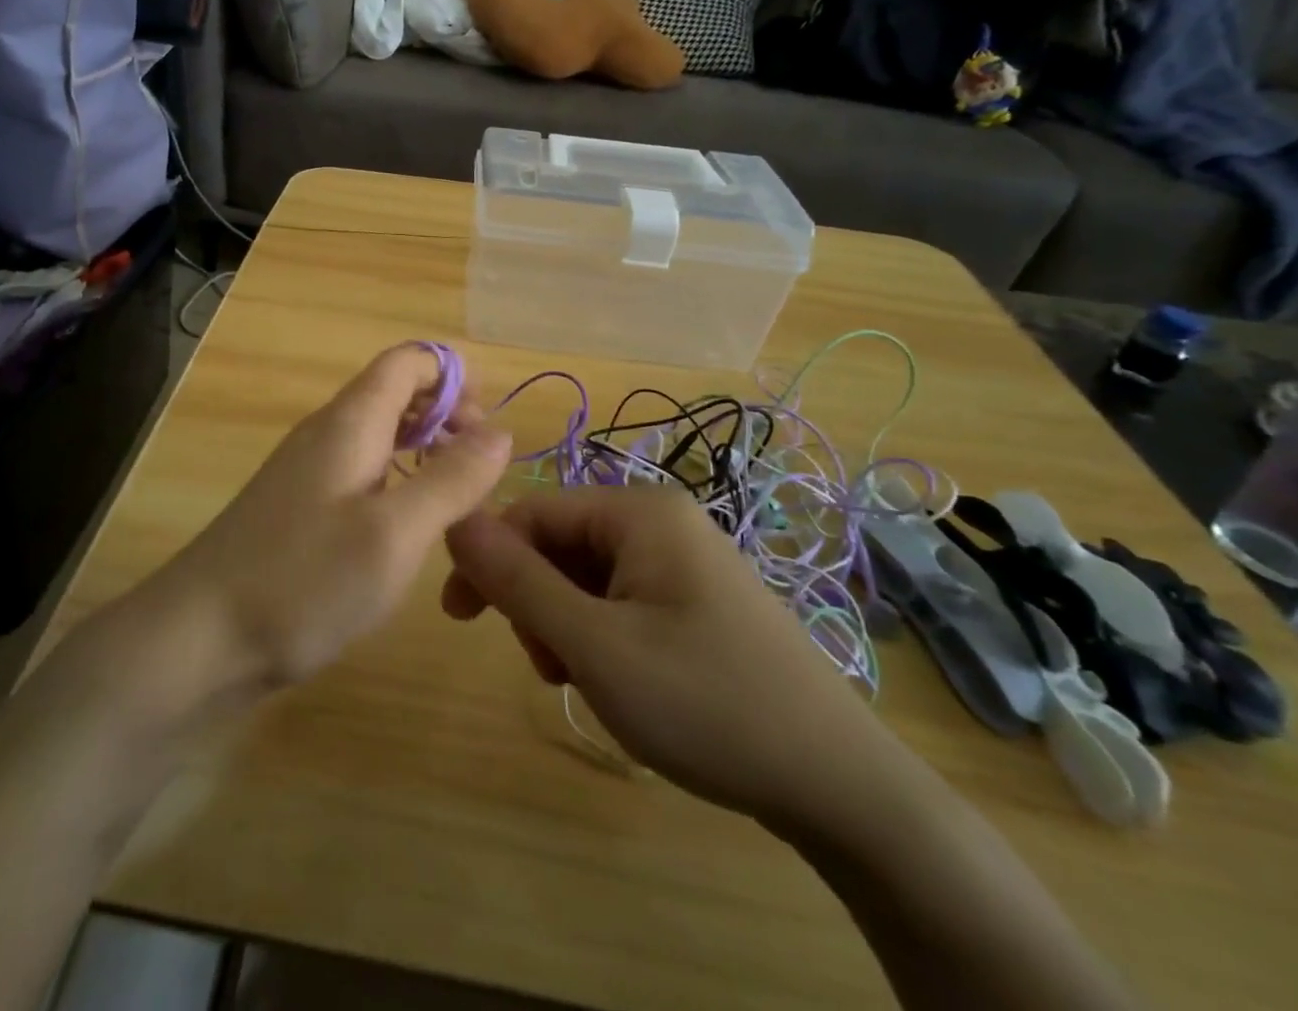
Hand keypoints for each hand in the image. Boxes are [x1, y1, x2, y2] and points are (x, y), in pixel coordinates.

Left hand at [150, 345, 512, 690]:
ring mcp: (308, 473)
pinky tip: (408, 533)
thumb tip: (500, 430)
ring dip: (424, 455)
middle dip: (446, 419)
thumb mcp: (394, 533)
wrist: (198, 639)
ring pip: (379, 439)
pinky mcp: (299, 511)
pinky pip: (360, 476)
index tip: (487, 432)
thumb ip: (451, 479)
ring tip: (458, 506)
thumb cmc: (303, 580)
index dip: (453, 380)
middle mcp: (327, 434)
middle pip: (395, 395)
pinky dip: (397, 486)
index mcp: (350, 422)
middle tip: (481, 475)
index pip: (407, 362)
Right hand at [441, 487, 909, 832]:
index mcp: (639, 512)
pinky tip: (617, 682)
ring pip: (587, 577)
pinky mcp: (696, 601)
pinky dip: (600, 637)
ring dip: (565, 625)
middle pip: (560, 543)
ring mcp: (684, 562)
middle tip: (547, 665)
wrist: (841, 787)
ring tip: (584, 682)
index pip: (533, 510)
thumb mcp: (594, 645)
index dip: (488, 556)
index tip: (458, 616)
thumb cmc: (705, 702)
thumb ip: (517, 580)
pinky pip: (621, 600)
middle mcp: (661, 522)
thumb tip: (456, 522)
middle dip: (536, 601)